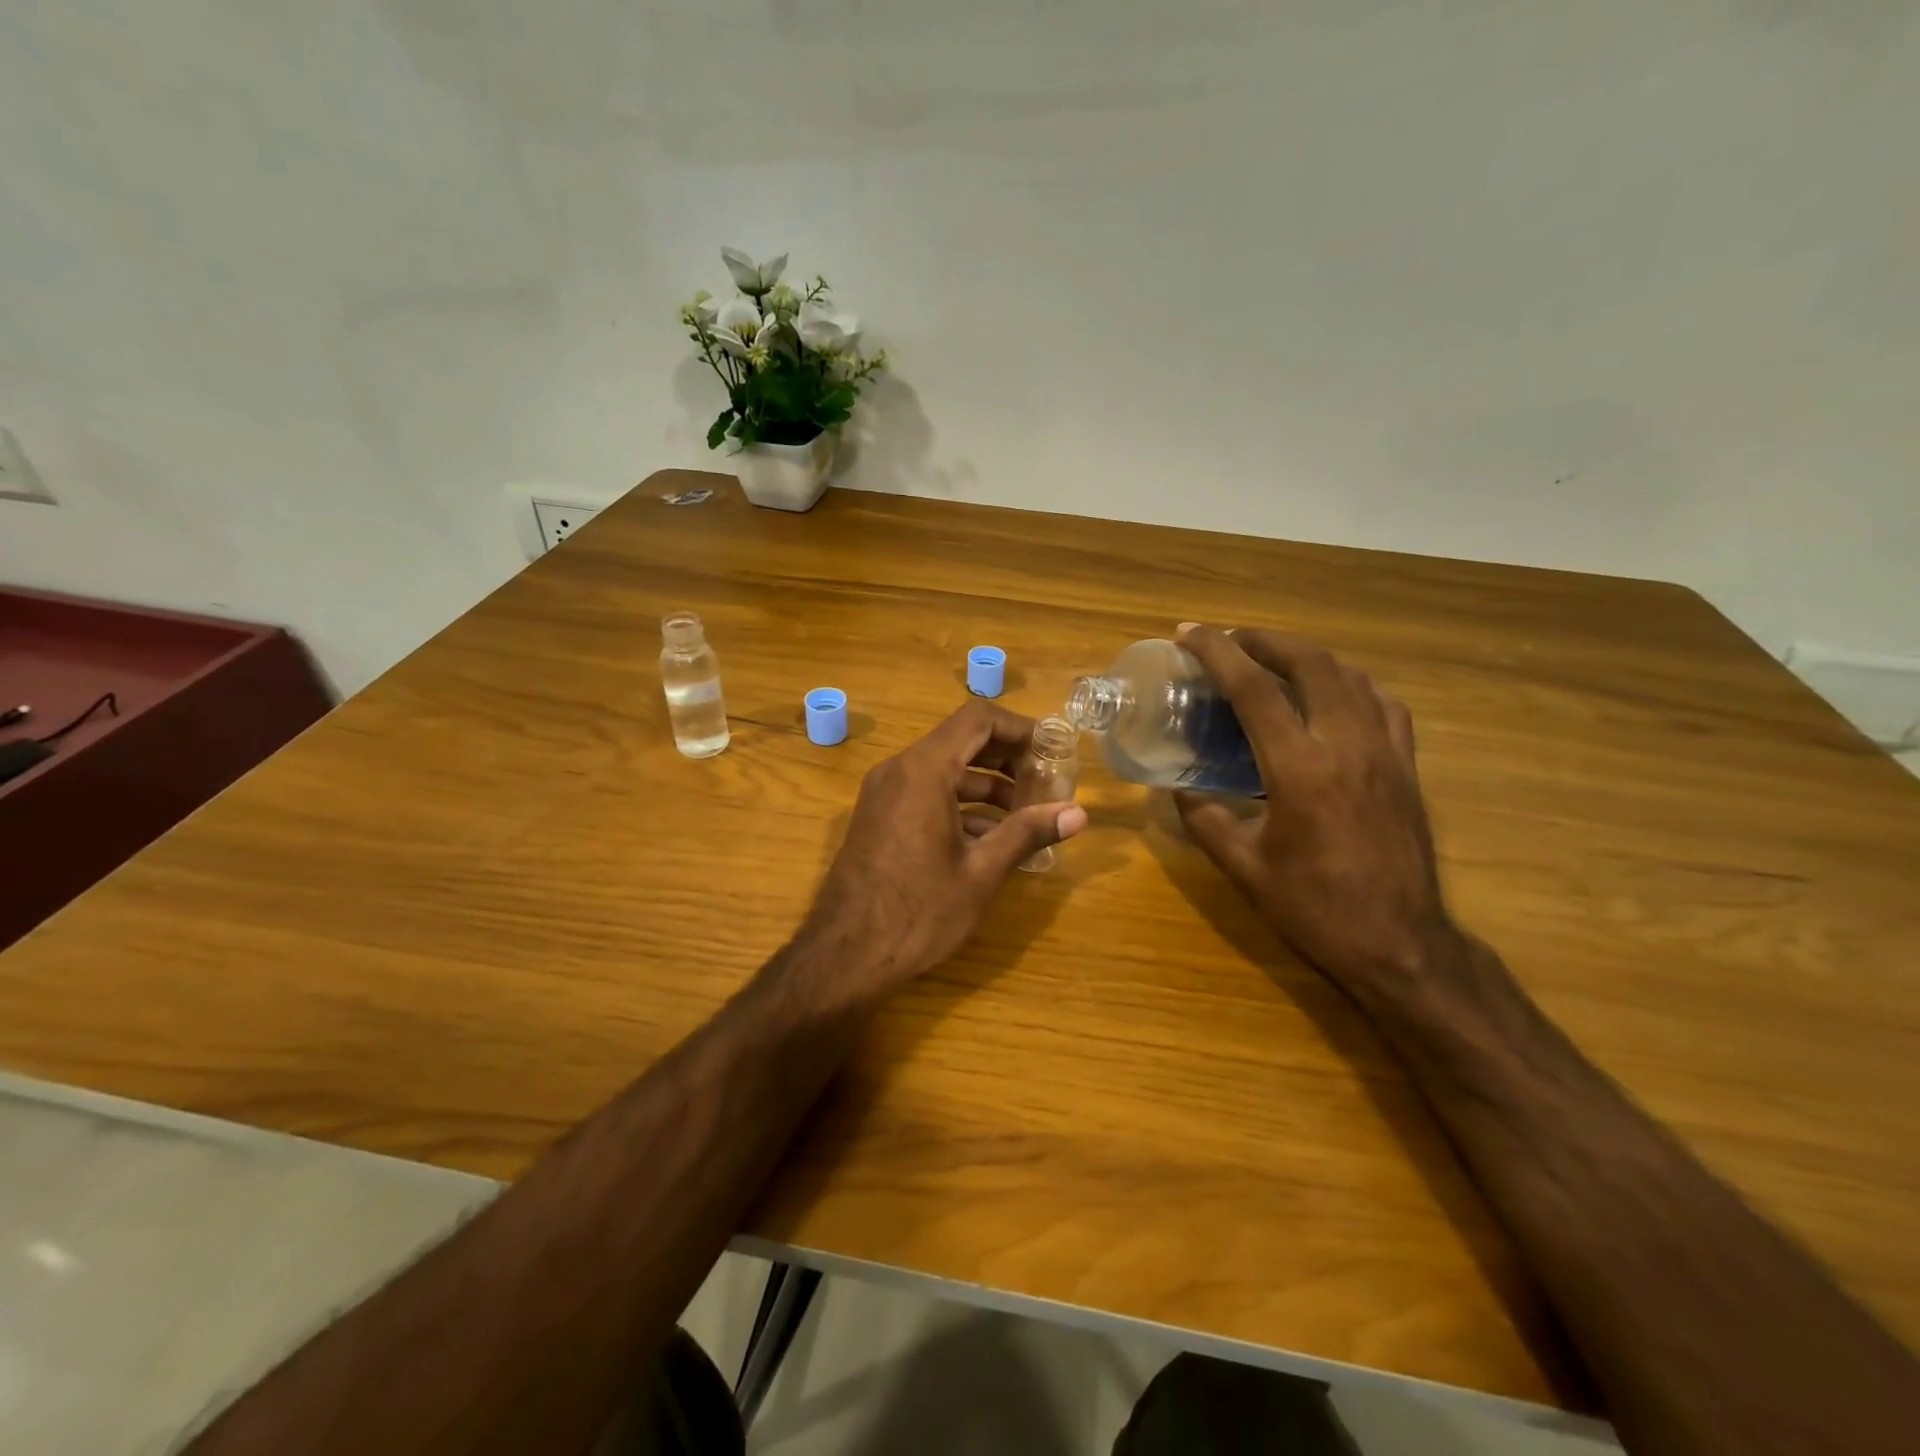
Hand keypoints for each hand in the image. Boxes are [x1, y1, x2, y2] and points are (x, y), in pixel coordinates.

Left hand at [796, 701, 1088, 1000]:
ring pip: (944, 769)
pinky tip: (990, 838)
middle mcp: (899, 770)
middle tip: (1045, 784)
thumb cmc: (918, 912)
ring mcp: (884, 793)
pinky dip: (961, 804)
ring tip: (1026, 816)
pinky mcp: (879, 817)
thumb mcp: (981, 872)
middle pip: (962, 741)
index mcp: (924, 771)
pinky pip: (926, 793)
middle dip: (1008, 759)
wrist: (844, 955)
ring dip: (987, 785)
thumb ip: (1027, 833)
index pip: (978, 719)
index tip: (1051, 752)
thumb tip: (1078, 814)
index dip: (1019, 728)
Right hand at [1172, 626, 1455, 995]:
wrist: (1401, 944)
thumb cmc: (1314, 908)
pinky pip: (1382, 702)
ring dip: (1306, 654)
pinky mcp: (1407, 765)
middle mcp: (1345, 745)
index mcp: (1298, 769)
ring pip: (1349, 675)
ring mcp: (1385, 751)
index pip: (1253, 689)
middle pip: (1309, 663)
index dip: (1217, 652)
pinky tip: (1333, 693)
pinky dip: (1350, 682)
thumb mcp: (1243, 868)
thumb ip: (1205, 820)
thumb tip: (1180, 789)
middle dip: (1264, 639)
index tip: (1189, 634)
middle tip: (1230, 638)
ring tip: (1273, 657)